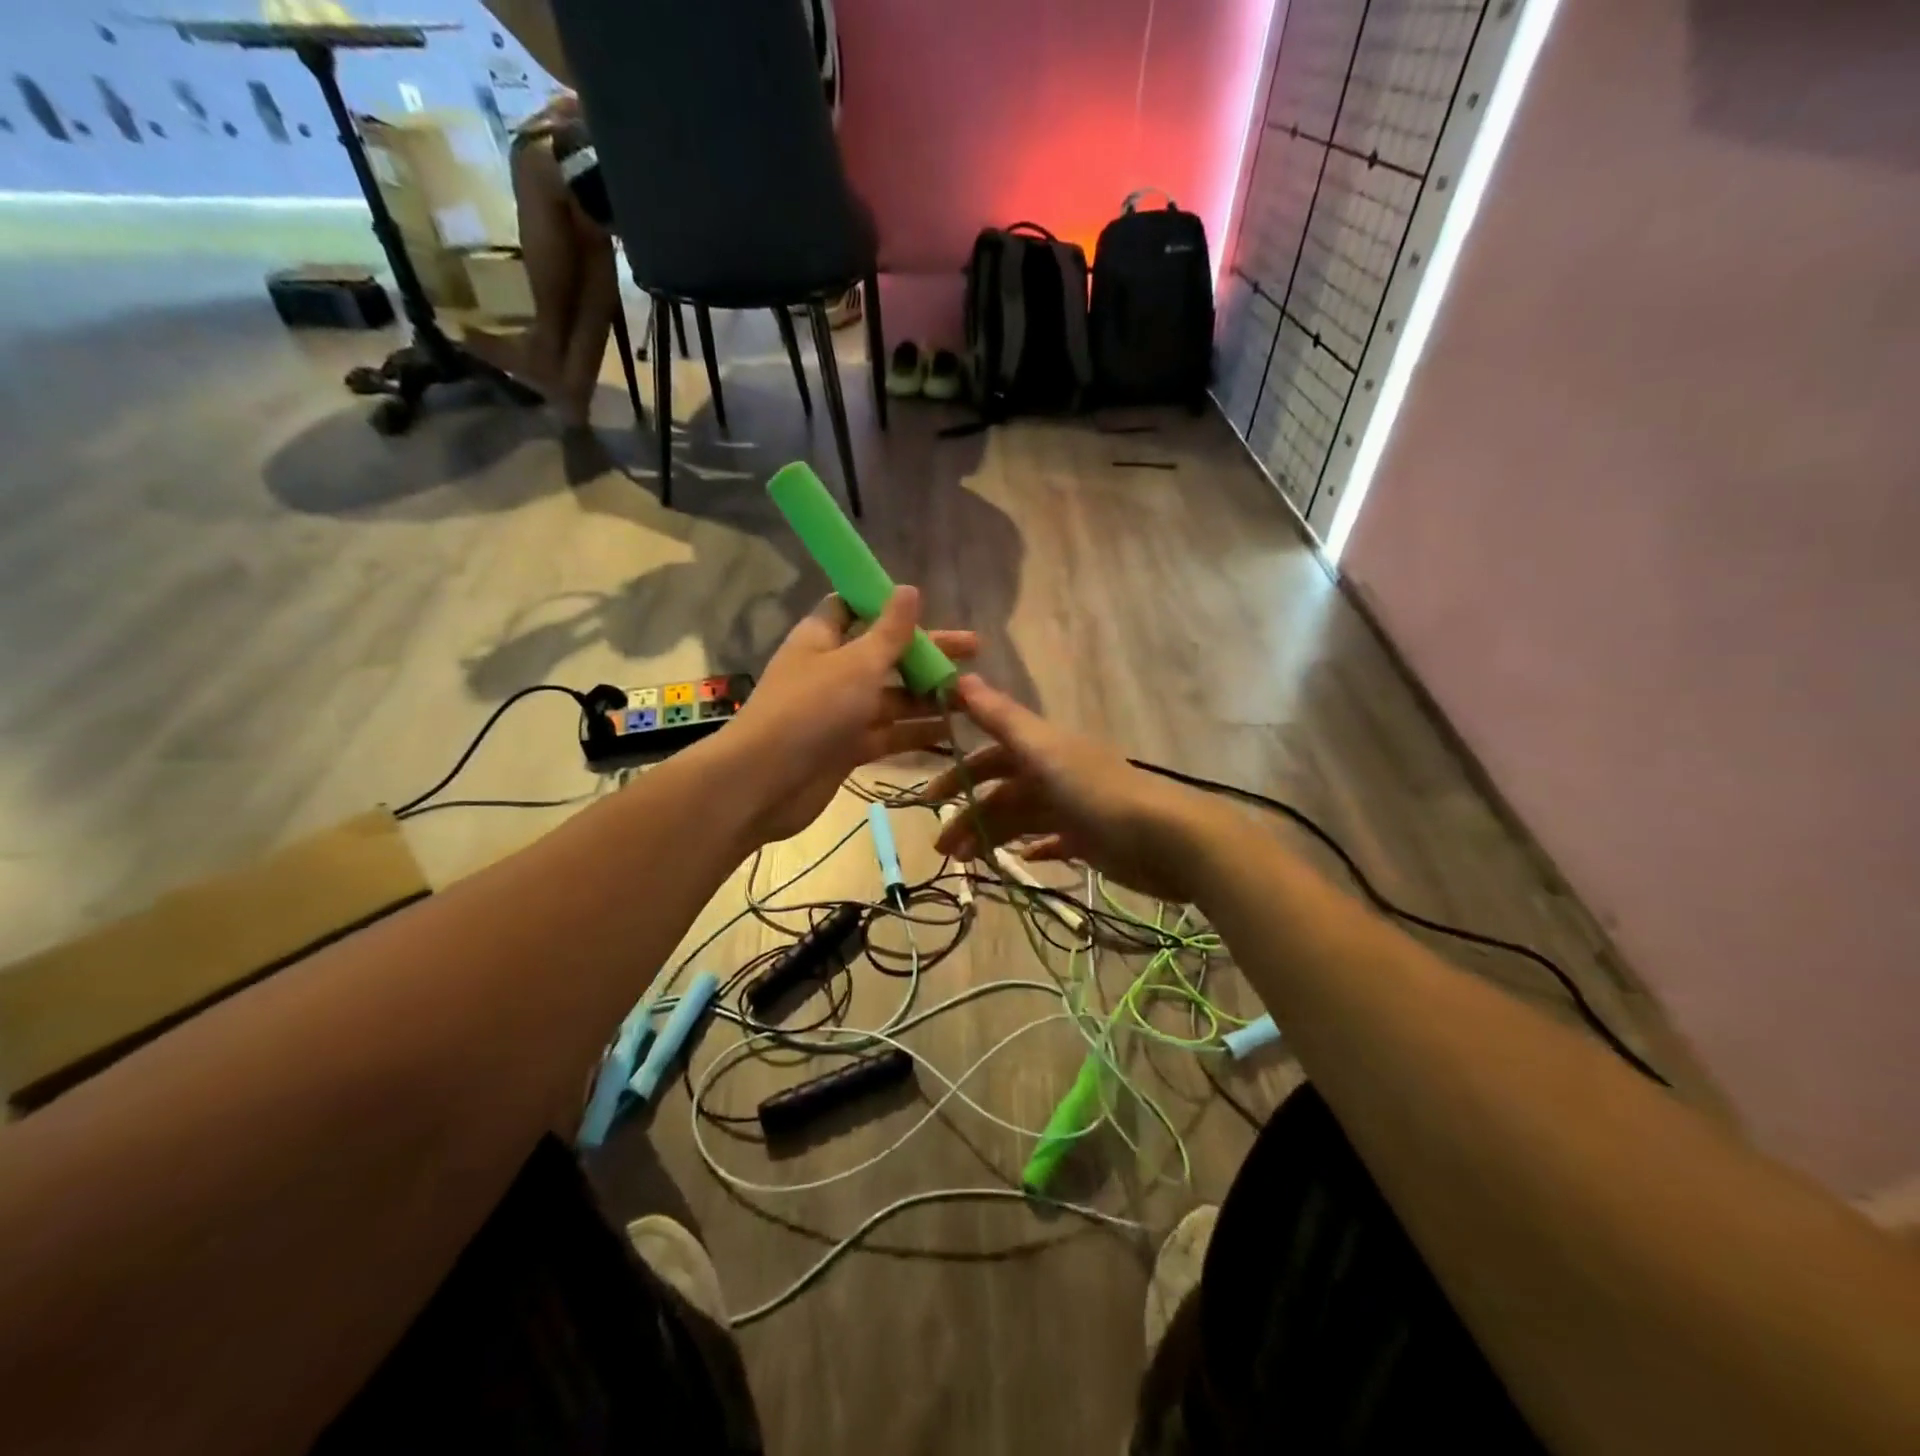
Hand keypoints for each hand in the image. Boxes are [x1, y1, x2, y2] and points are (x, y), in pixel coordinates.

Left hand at [723, 588, 976, 844]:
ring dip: (928, 696)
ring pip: (891, 697)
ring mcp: (840, 712)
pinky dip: (915, 732)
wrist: (765, 783)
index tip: (928, 607)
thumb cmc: (811, 710)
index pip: (856, 608)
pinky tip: (953, 731)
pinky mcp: (847, 747)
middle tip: (975, 651)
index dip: (889, 606)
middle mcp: (832, 671)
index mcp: (823, 638)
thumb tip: (909, 589)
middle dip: (927, 654)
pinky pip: (888, 733)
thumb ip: (889, 632)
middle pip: (885, 654)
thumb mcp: (856, 664)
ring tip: (972, 695)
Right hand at [925, 675, 1219, 902]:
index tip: (929, 796)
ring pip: (1020, 819)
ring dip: (990, 837)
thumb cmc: (1097, 791)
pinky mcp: (1089, 839)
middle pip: (1001, 792)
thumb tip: (959, 677)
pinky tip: (1016, 862)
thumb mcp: (1044, 750)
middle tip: (942, 847)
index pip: (991, 755)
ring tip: (966, 863)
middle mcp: (1055, 775)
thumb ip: (1001, 718)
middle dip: (969, 814)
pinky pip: (1051, 841)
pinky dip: (1031, 849)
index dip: (959, 771)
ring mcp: (1072, 808)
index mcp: (1043, 750)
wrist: (1165, 838)